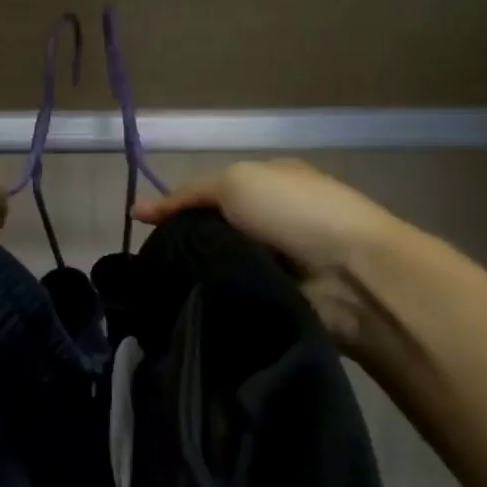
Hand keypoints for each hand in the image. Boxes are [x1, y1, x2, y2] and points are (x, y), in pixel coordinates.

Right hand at [135, 160, 407, 347]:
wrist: (351, 274)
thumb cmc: (295, 212)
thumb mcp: (235, 182)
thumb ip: (187, 195)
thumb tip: (136, 210)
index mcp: (267, 184)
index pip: (210, 194)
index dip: (176, 207)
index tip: (142, 228)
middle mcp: (271, 220)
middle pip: (211, 232)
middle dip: (183, 245)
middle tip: (148, 264)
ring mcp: (275, 260)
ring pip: (218, 265)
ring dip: (197, 274)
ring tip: (160, 288)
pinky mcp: (275, 296)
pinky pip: (232, 293)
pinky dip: (215, 297)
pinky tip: (186, 304)